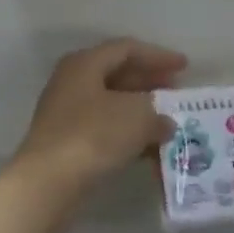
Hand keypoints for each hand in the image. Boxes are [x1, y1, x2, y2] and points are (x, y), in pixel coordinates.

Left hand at [14, 39, 187, 191]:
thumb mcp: (137, 117)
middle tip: (177, 91)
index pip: (126, 49)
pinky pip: (105, 129)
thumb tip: (165, 122)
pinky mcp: (68, 143)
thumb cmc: (94, 136)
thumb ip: (158, 114)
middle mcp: (72, 83)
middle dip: (150, 82)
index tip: (185, 66)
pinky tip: (150, 148)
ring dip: (141, 111)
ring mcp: (67, 114)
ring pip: (112, 104)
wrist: (48, 183)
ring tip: (170, 121)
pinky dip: (129, 134)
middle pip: (117, 74)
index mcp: (84, 64)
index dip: (158, 56)